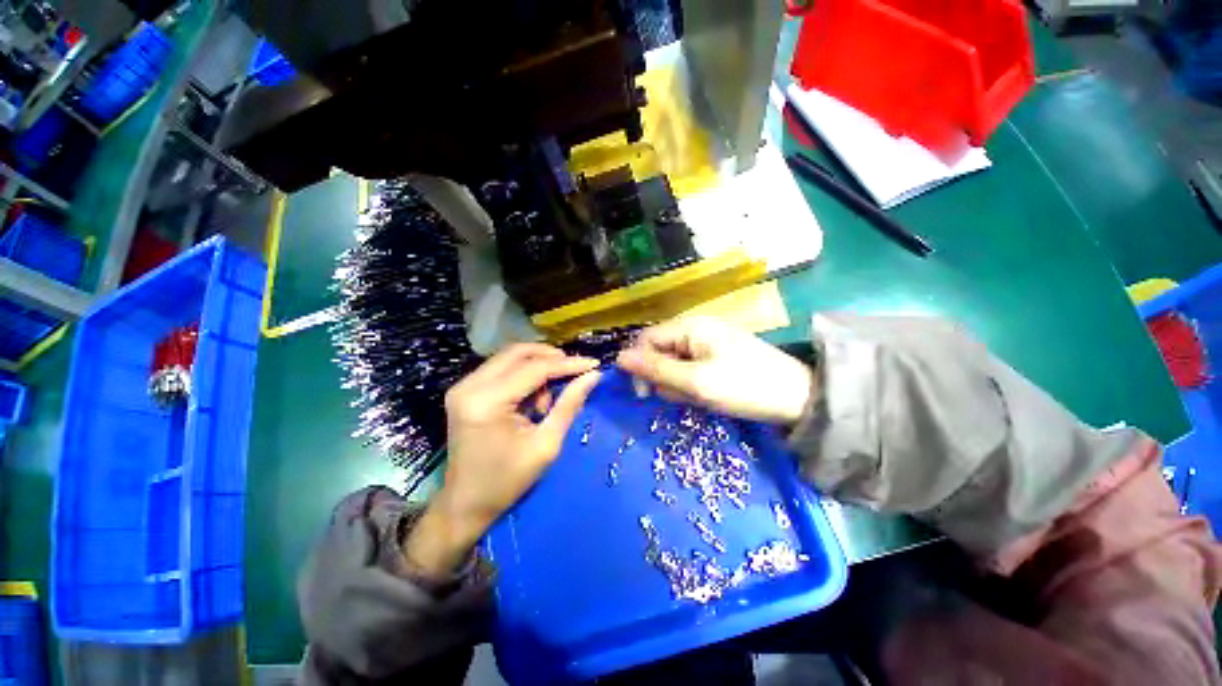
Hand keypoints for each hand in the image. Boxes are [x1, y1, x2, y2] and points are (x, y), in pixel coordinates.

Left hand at [405, 344, 600, 575]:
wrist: (464, 504)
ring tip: (549, 398)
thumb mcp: (546, 445)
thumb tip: (593, 376)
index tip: (594, 363)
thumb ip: (569, 405)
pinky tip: (532, 399)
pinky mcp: (464, 390)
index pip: (534, 369)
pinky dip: (523, 375)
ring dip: (537, 367)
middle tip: (575, 372)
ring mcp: (463, 386)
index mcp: (487, 402)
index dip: (568, 364)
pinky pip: (501, 368)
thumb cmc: (507, 481)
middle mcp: (469, 386)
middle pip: (518, 352)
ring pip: (509, 357)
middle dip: (552, 358)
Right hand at [616, 316, 815, 425]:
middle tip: (686, 396)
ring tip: (703, 397)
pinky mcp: (715, 355)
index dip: (638, 365)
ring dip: (680, 384)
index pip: (645, 340)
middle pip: (659, 352)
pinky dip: (693, 385)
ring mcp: (706, 342)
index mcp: (689, 326)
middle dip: (665, 378)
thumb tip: (618, 359)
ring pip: (673, 364)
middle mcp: (694, 329)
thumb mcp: (697, 382)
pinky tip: (709, 394)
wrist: (799, 397)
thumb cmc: (745, 387)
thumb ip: (656, 370)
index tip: (644, 394)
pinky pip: (690, 369)